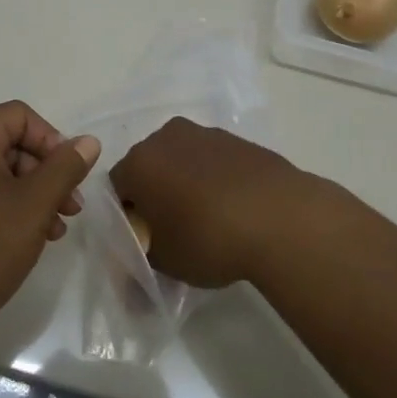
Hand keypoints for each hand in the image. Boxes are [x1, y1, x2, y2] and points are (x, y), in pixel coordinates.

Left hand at [0, 101, 99, 346]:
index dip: (51, 139)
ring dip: (31, 194)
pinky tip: (28, 240)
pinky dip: (7, 208)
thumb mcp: (34, 205)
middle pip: (9, 144)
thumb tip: (88, 141)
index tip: (69, 175)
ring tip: (56, 230)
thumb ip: (65, 168)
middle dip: (45, 172)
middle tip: (70, 207)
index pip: (19, 116)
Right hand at [109, 118, 312, 288]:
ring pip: (182, 160)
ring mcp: (204, 133)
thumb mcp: (164, 262)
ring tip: (206, 220)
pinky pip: (211, 160)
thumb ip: (141, 258)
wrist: (279, 217)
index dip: (127, 216)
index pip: (117, 188)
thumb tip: (137, 264)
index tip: (143, 241)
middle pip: (148, 167)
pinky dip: (213, 178)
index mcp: (139, 161)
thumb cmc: (208, 238)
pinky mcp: (236, 139)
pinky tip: (231, 208)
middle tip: (171, 230)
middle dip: (154, 194)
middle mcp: (166, 137)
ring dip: (184, 183)